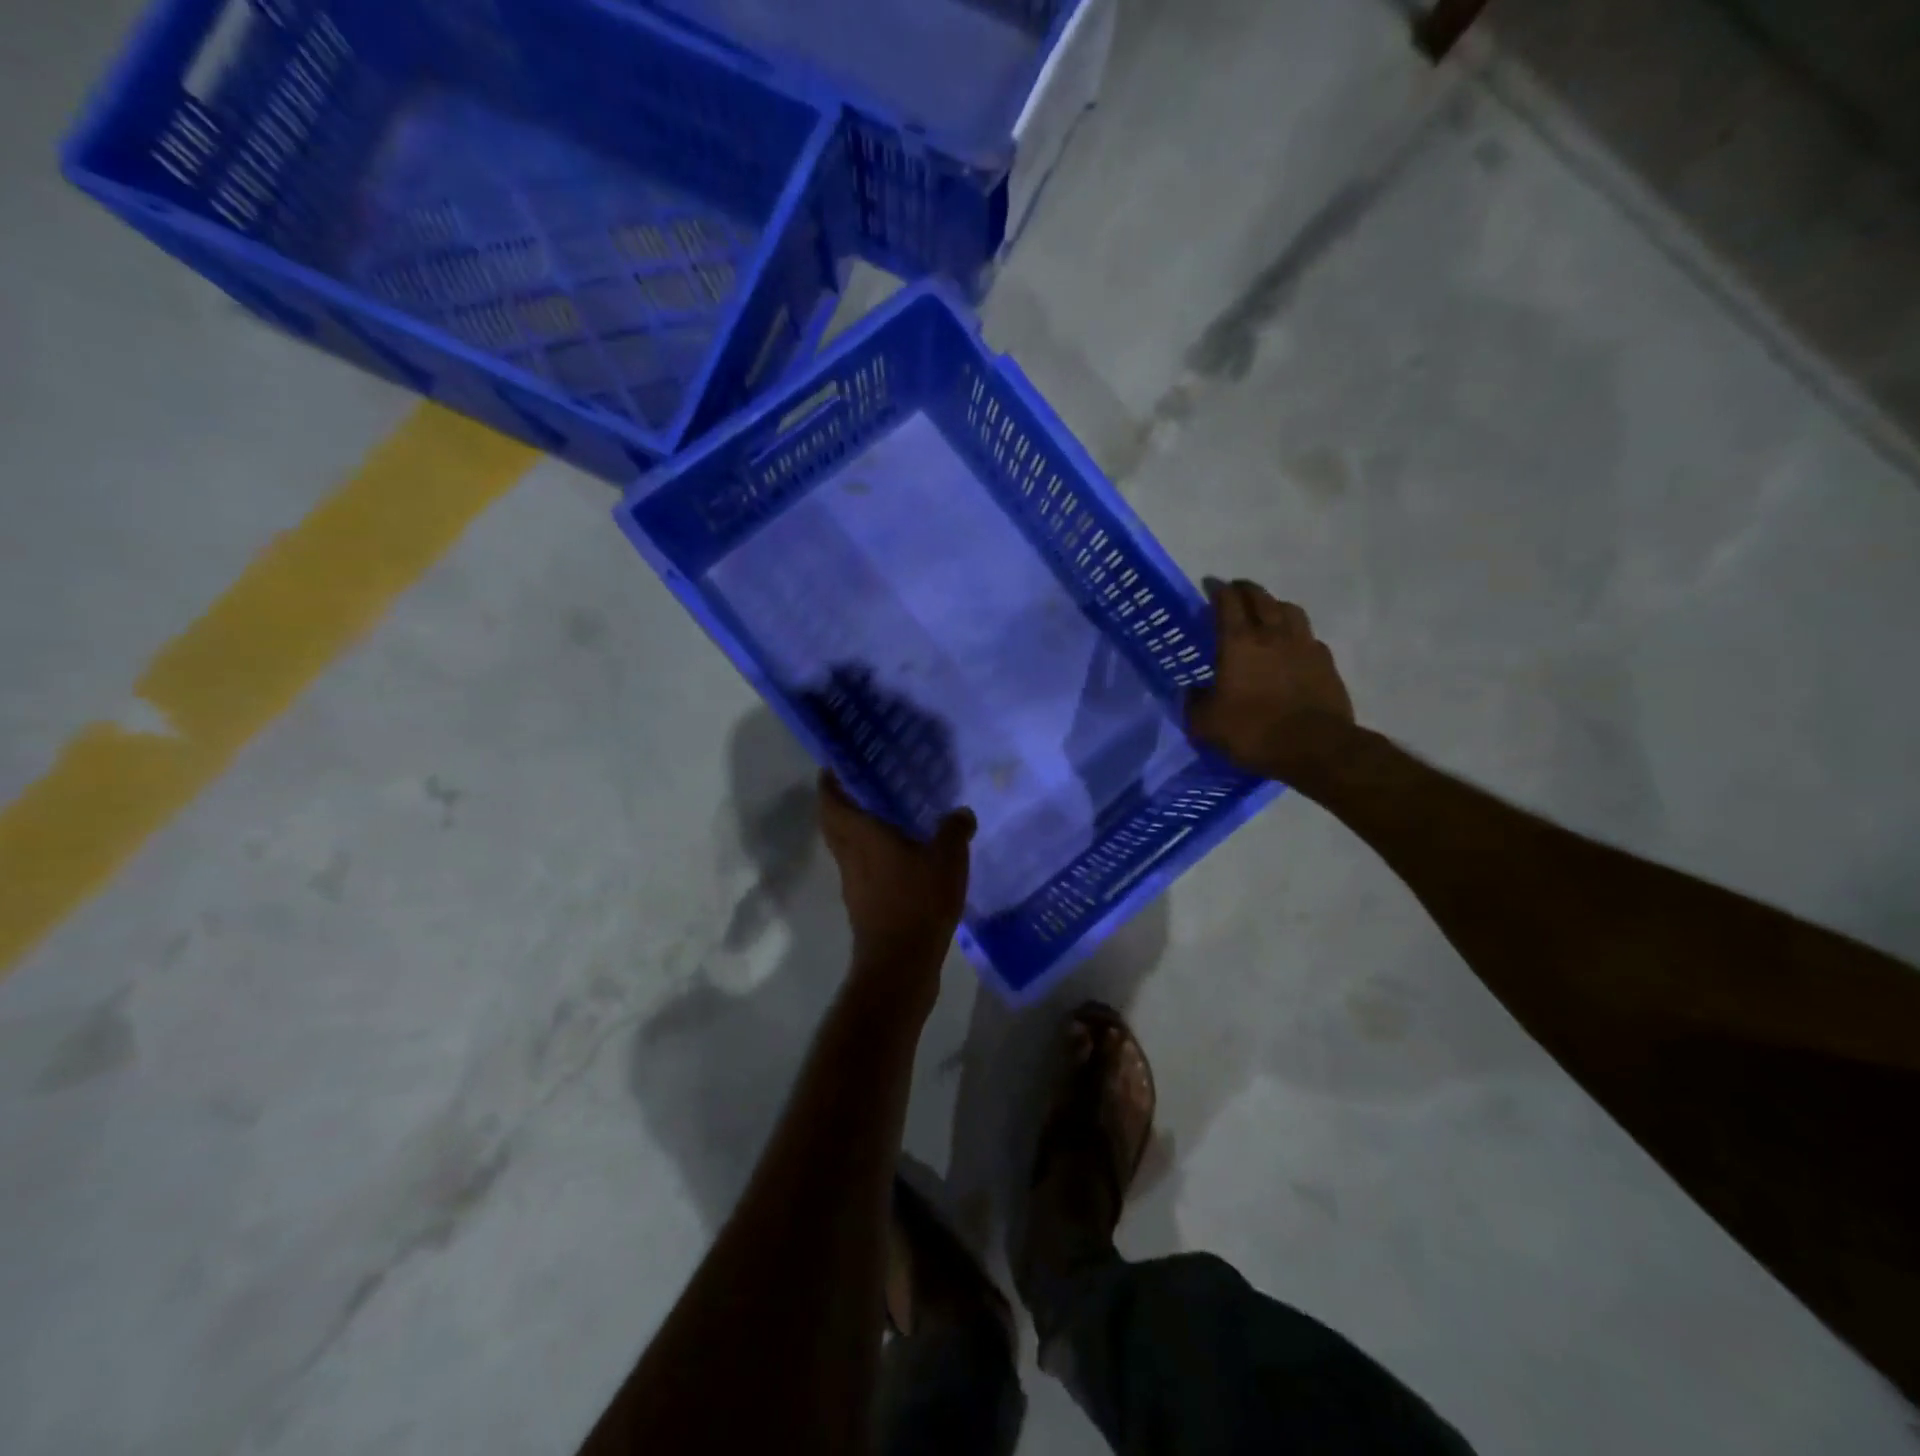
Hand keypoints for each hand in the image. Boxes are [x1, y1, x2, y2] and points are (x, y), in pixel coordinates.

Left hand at [818, 772, 975, 1002]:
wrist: (901, 963)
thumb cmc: (918, 901)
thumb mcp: (947, 858)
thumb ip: (954, 830)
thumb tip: (961, 812)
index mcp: (861, 836)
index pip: (831, 801)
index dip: (829, 782)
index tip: (835, 765)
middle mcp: (850, 856)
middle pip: (833, 824)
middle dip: (840, 803)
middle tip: (863, 786)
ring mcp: (853, 883)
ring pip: (846, 848)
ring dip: (856, 831)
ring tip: (885, 817)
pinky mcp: (864, 905)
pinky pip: (862, 869)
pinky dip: (872, 856)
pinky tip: (901, 858)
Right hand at [1186, 578, 1354, 780]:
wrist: (1315, 747)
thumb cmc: (1253, 731)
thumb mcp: (1207, 724)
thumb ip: (1194, 703)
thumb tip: (1192, 692)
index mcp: (1238, 643)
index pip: (1227, 603)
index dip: (1217, 590)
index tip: (1210, 585)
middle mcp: (1272, 634)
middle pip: (1260, 598)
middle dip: (1246, 590)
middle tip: (1236, 590)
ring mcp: (1303, 645)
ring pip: (1289, 610)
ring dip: (1275, 605)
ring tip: (1267, 612)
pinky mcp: (1325, 661)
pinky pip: (1308, 636)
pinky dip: (1296, 633)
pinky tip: (1292, 645)